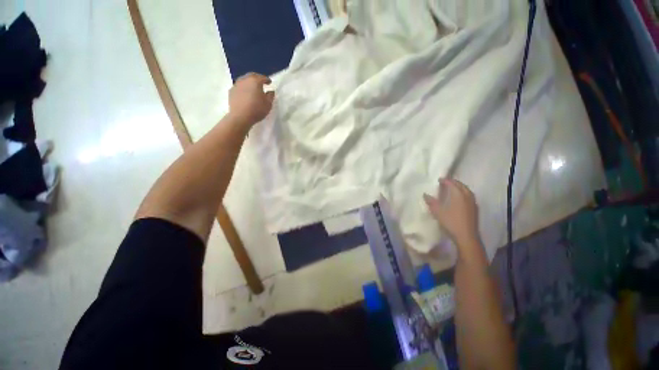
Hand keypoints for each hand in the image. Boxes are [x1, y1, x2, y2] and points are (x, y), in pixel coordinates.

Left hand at [228, 72, 274, 125]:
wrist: (240, 116)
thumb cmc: (257, 110)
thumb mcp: (268, 104)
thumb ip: (270, 96)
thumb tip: (270, 91)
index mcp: (255, 81)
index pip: (262, 77)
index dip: (267, 80)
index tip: (269, 82)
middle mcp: (245, 80)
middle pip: (252, 76)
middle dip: (257, 78)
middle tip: (261, 82)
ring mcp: (237, 84)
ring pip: (244, 80)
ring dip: (249, 82)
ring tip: (253, 88)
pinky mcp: (231, 91)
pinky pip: (239, 86)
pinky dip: (243, 88)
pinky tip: (245, 94)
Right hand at [424, 178, 479, 245]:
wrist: (467, 237)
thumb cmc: (451, 222)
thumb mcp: (437, 212)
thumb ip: (431, 202)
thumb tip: (425, 194)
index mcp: (458, 195)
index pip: (452, 183)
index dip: (445, 180)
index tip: (439, 179)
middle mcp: (467, 196)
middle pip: (461, 185)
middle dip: (453, 182)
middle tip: (446, 182)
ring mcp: (473, 202)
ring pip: (467, 190)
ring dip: (460, 187)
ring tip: (453, 188)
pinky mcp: (475, 209)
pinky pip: (469, 196)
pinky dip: (464, 193)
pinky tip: (460, 198)